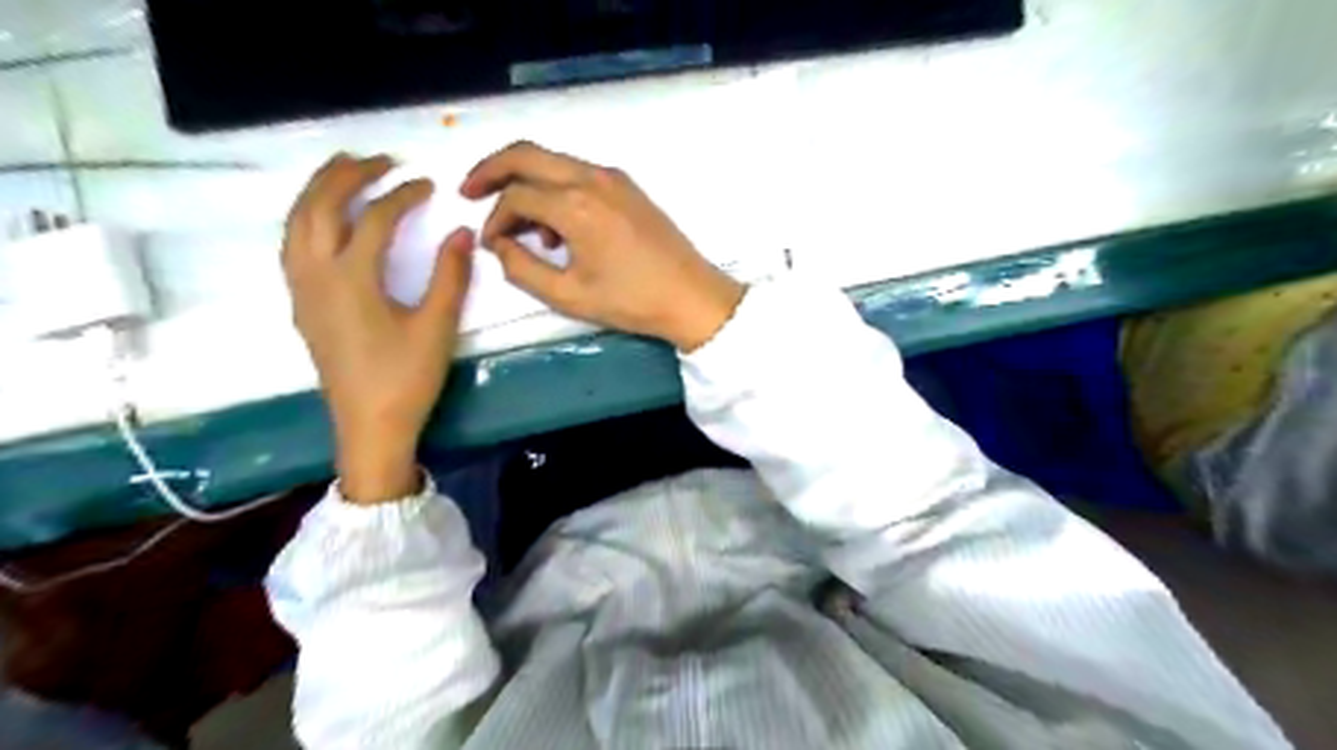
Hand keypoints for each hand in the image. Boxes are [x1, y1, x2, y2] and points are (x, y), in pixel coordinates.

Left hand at [281, 151, 473, 502]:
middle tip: (378, 159)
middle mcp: (315, 275)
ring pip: (297, 223)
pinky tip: (326, 218)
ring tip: (345, 171)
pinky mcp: (301, 304)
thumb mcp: (436, 327)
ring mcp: (301, 289)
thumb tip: (463, 233)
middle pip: (320, 207)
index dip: (402, 196)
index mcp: (351, 279)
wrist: (369, 426)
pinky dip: (307, 217)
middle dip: (346, 175)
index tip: (428, 184)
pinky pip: (293, 244)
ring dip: (318, 190)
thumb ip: (450, 276)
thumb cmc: (406, 378)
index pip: (374, 219)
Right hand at [466, 141, 745, 352]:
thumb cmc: (631, 301)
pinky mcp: (627, 186)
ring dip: (527, 182)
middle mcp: (592, 178)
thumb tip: (499, 245)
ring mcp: (613, 178)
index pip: (516, 196)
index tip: (490, 245)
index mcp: (575, 205)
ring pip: (553, 161)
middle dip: (492, 170)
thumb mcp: (568, 296)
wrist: (691, 296)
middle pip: (526, 154)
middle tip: (471, 192)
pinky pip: (578, 173)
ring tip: (524, 229)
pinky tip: (559, 226)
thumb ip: (522, 269)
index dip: (494, 219)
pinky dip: (556, 188)